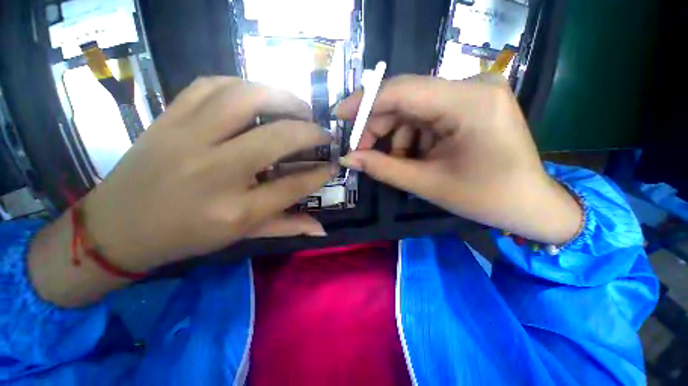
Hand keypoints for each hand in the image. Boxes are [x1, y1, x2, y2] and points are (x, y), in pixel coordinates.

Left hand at [82, 77, 334, 271]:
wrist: (117, 227)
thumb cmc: (185, 237)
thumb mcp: (242, 236)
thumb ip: (287, 228)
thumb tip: (322, 229)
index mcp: (236, 210)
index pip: (295, 185)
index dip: (321, 173)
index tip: (334, 164)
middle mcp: (216, 171)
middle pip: (279, 138)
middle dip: (311, 131)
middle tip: (323, 132)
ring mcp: (188, 139)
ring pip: (245, 98)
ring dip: (281, 97)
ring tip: (298, 106)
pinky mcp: (169, 119)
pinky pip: (211, 85)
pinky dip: (243, 84)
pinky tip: (257, 94)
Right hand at [338, 74, 581, 243]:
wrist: (530, 205)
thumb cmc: (485, 198)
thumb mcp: (427, 184)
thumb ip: (382, 168)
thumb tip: (348, 158)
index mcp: (469, 102)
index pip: (402, 91)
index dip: (364, 102)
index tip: (339, 116)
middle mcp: (472, 87)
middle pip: (405, 99)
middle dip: (378, 127)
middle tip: (362, 152)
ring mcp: (473, 94)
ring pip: (412, 110)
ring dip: (396, 138)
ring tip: (399, 165)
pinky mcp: (470, 105)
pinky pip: (426, 117)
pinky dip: (412, 138)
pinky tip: (416, 158)